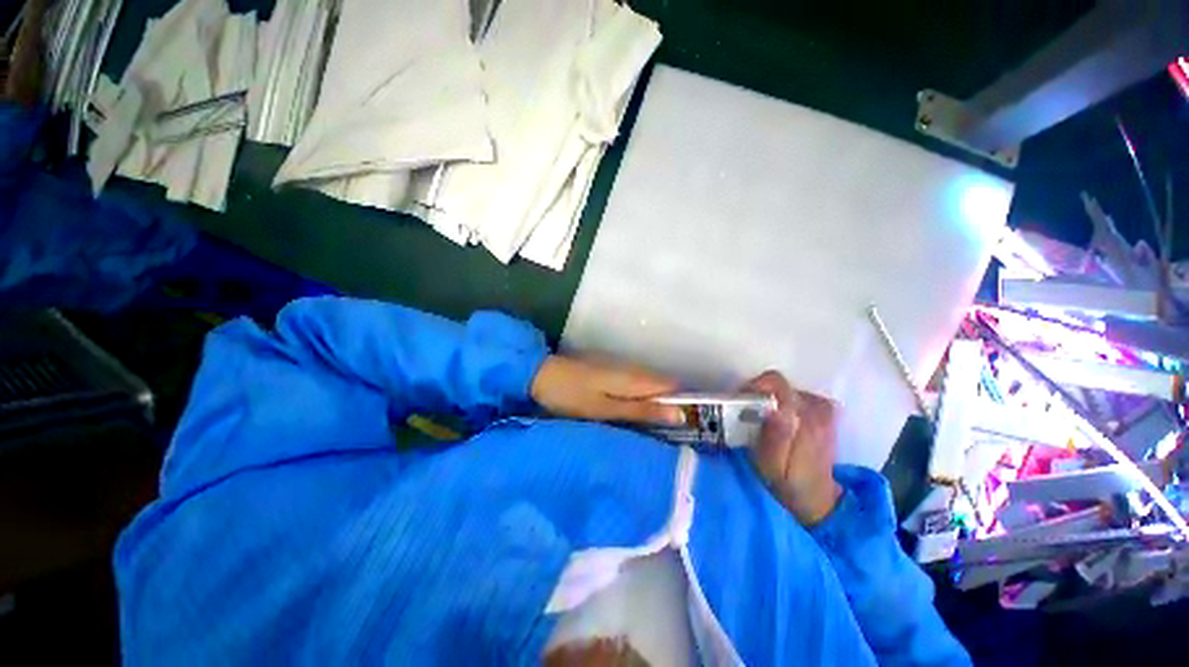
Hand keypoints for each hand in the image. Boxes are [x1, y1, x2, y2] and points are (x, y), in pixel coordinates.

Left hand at [531, 355, 685, 424]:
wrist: (543, 376)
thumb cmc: (573, 396)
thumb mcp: (607, 409)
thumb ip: (642, 410)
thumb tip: (680, 414)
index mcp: (635, 379)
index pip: (673, 386)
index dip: (688, 401)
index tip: (698, 424)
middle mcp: (633, 372)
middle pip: (664, 387)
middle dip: (675, 406)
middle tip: (683, 434)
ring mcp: (621, 371)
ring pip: (650, 387)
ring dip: (660, 404)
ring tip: (667, 430)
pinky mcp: (611, 375)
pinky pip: (636, 388)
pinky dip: (644, 401)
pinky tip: (641, 415)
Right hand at [744, 371, 841, 525]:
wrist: (819, 499)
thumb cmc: (789, 484)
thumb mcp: (773, 467)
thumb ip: (774, 437)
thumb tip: (773, 407)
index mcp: (804, 420)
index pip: (776, 383)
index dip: (754, 386)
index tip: (741, 402)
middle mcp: (817, 409)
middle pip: (779, 384)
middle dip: (759, 395)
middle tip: (747, 416)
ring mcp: (823, 410)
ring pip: (787, 389)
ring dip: (770, 399)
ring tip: (762, 422)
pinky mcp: (825, 413)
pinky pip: (796, 396)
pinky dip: (783, 403)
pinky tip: (778, 422)